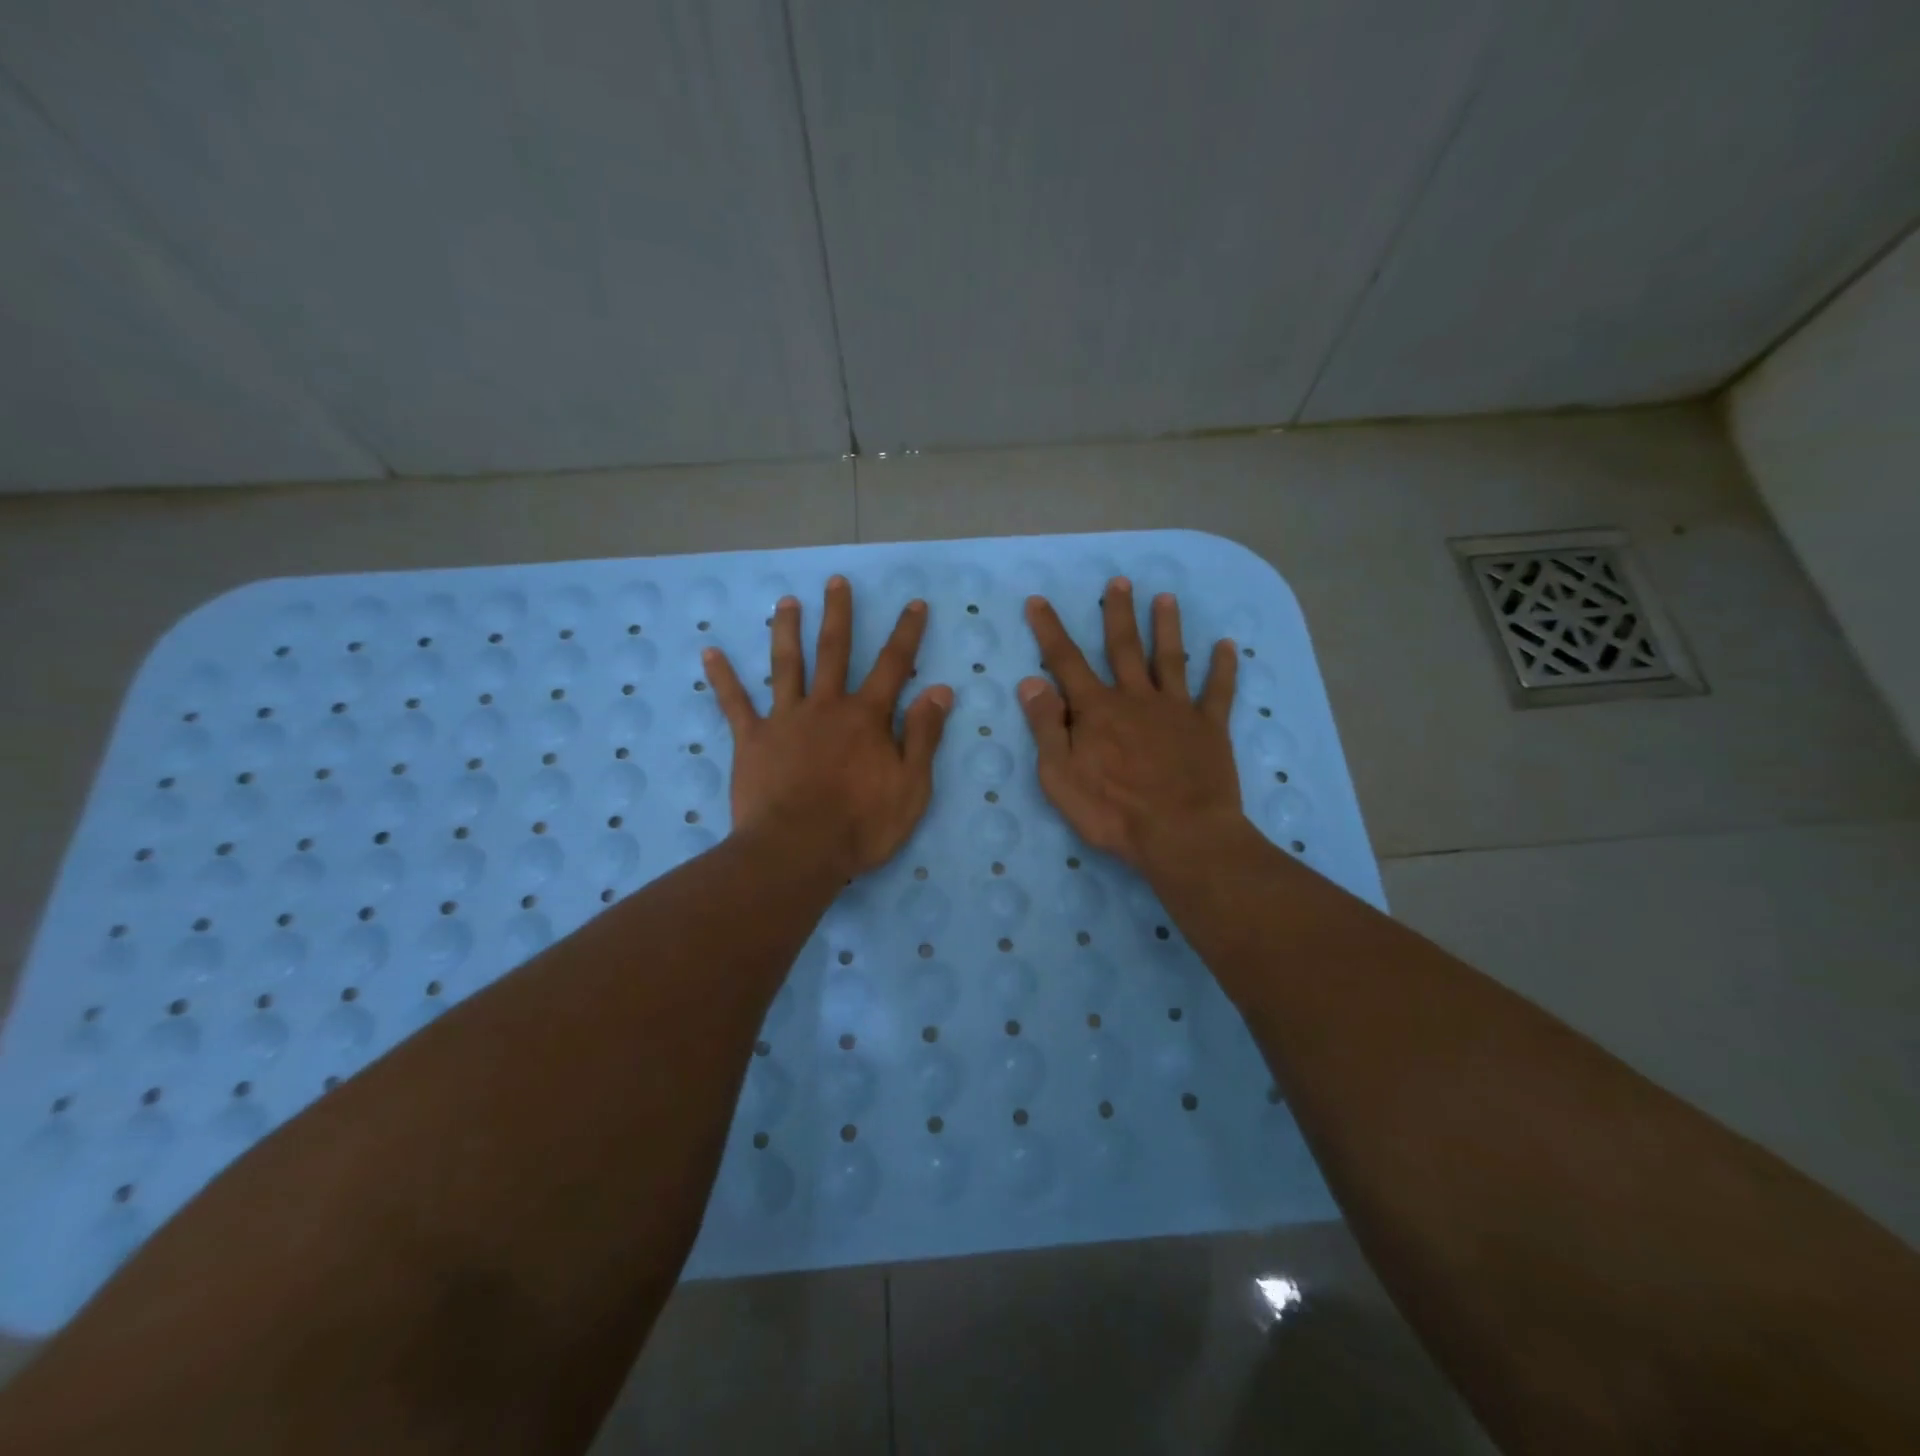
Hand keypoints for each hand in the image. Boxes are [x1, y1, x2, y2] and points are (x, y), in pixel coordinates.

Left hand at [705, 576, 953, 879]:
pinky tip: (709, 652)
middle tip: (836, 582)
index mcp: (867, 717)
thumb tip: (939, 690)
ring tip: (784, 601)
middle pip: (834, 651)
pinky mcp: (752, 740)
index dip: (907, 633)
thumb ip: (923, 736)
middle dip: (839, 614)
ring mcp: (786, 719)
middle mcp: (826, 706)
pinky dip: (722, 678)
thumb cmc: (861, 825)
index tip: (914, 604)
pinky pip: (734, 703)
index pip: (894, 666)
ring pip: (786, 665)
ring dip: (786, 631)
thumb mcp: (911, 786)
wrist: (797, 852)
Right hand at [1019, 578, 1246, 875]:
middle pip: (1124, 648)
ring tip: (1166, 598)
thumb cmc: (1112, 811)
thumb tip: (1031, 682)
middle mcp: (1136, 698)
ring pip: (1170, 659)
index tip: (1039, 600)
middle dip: (1118, 613)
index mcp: (1097, 710)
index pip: (1066, 661)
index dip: (1050, 630)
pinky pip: (1218, 691)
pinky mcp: (1210, 728)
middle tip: (1119, 581)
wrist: (1181, 835)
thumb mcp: (1060, 776)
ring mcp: (1176, 710)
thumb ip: (1046, 726)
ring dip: (1167, 627)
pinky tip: (1228, 646)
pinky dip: (1223, 668)